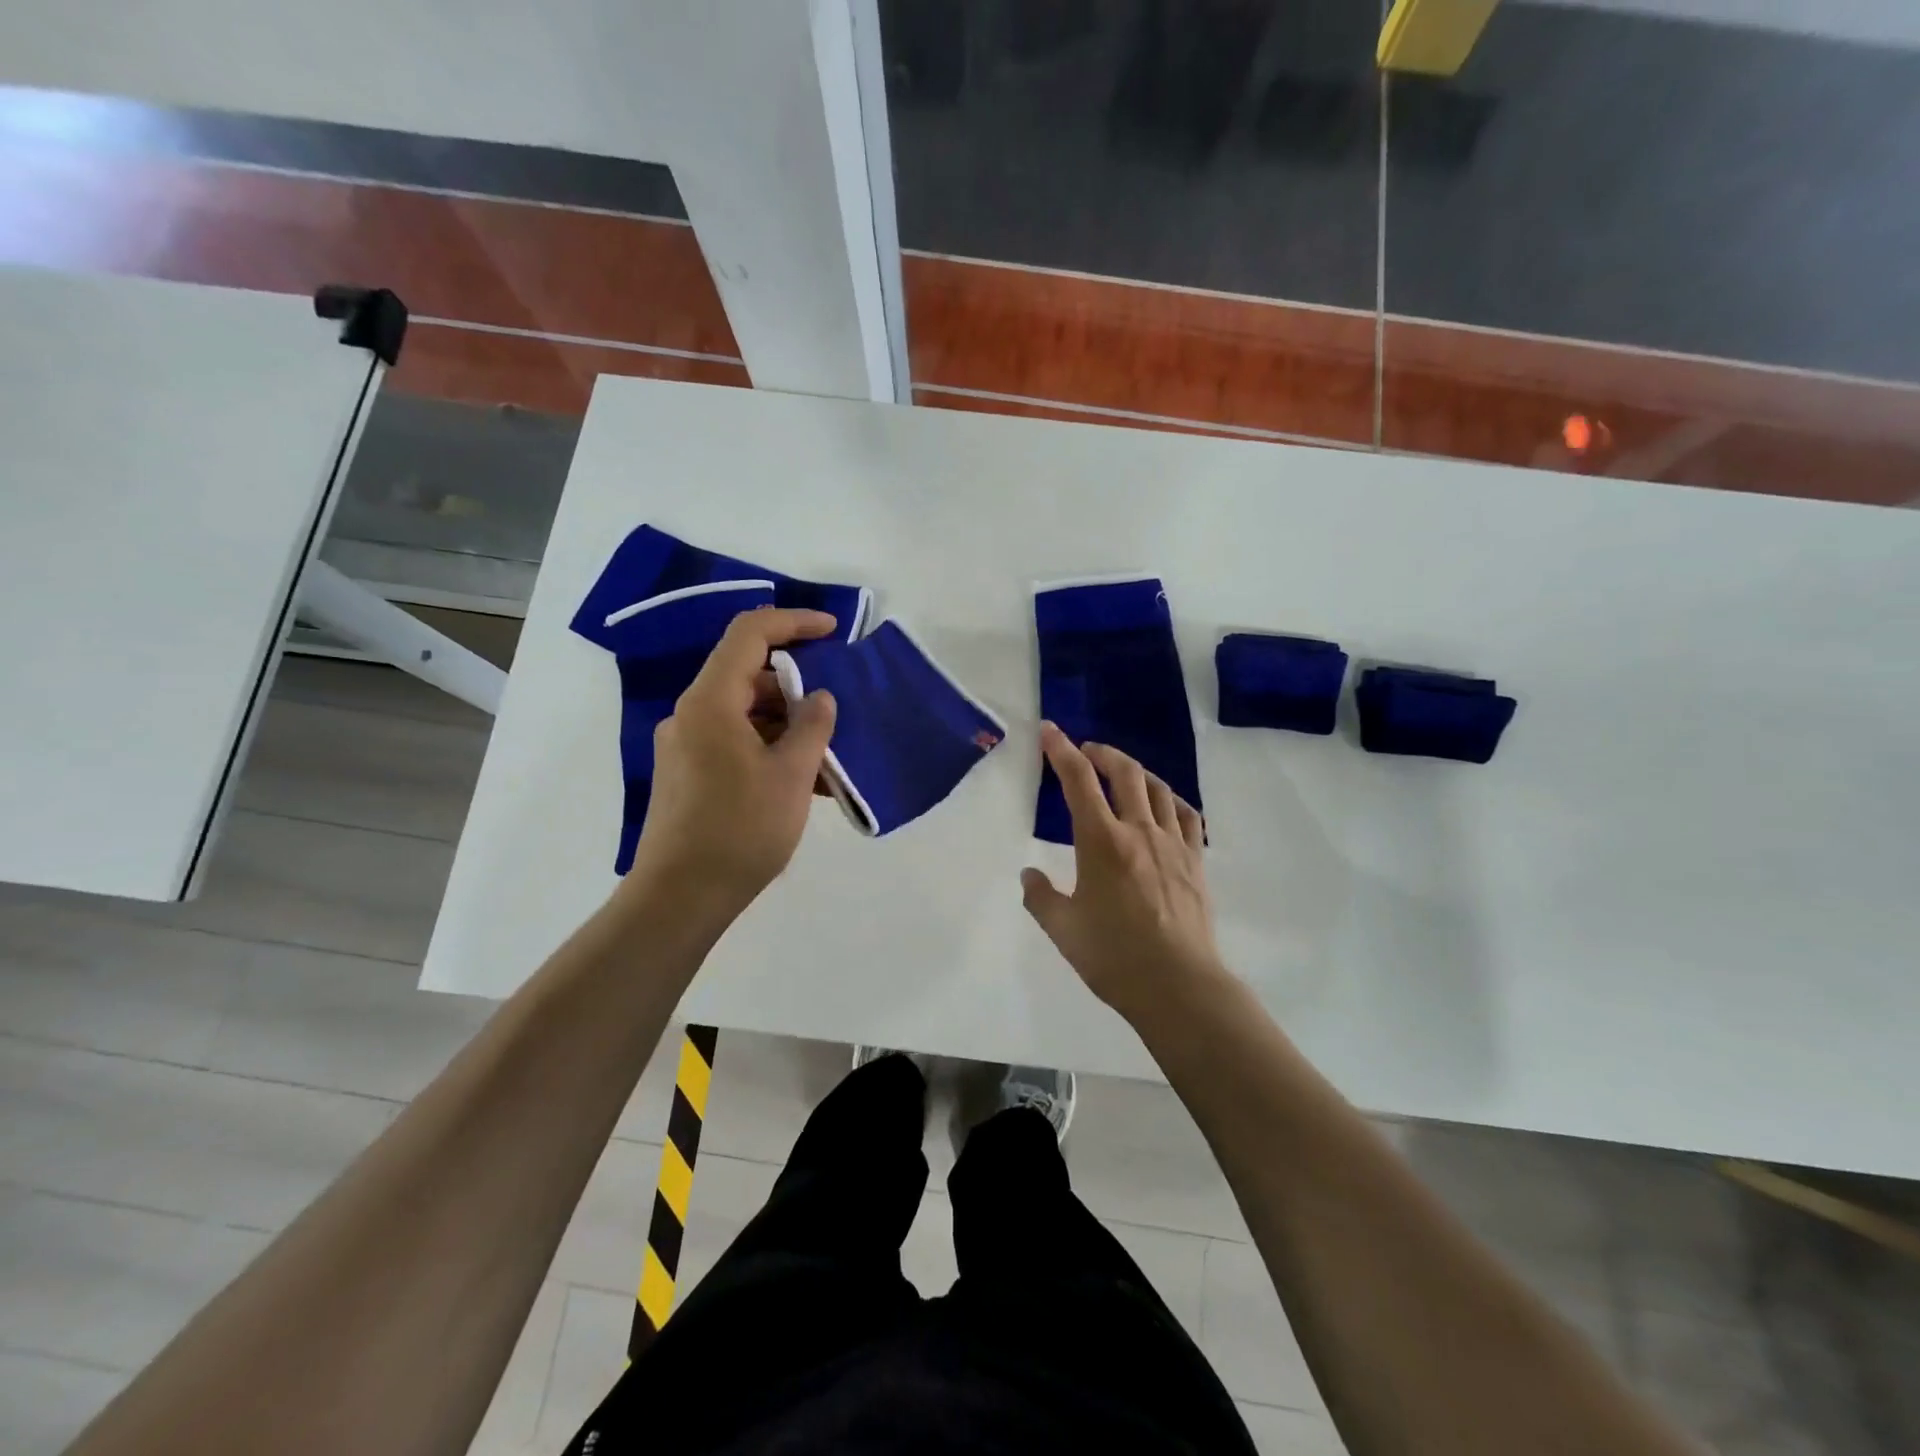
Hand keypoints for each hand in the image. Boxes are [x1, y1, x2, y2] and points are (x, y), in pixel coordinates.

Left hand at [628, 607, 838, 918]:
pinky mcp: (688, 774)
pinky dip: (769, 747)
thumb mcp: (791, 774)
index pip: (750, 634)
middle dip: (797, 685)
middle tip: (838, 708)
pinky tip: (802, 779)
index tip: (832, 632)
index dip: (793, 622)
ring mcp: (686, 745)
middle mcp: (691, 714)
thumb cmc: (741, 829)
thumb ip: (812, 726)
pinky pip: (734, 742)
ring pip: (744, 712)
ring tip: (828, 753)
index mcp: (710, 702)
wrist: (681, 897)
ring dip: (787, 723)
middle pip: (747, 675)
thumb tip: (821, 698)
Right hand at [1021, 724, 1225, 1020]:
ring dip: (1137, 772)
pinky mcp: (1196, 861)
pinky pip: (1188, 816)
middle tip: (1086, 751)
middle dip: (1102, 753)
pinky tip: (1166, 806)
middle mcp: (1138, 830)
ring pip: (1158, 788)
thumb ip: (1041, 897)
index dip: (1061, 750)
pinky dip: (1172, 801)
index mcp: (1101, 841)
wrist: (1177, 985)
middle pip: (1124, 773)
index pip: (1078, 781)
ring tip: (1123, 774)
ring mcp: (1173, 844)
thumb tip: (1029, 875)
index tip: (1050, 731)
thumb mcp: (1063, 929)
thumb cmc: (1113, 956)